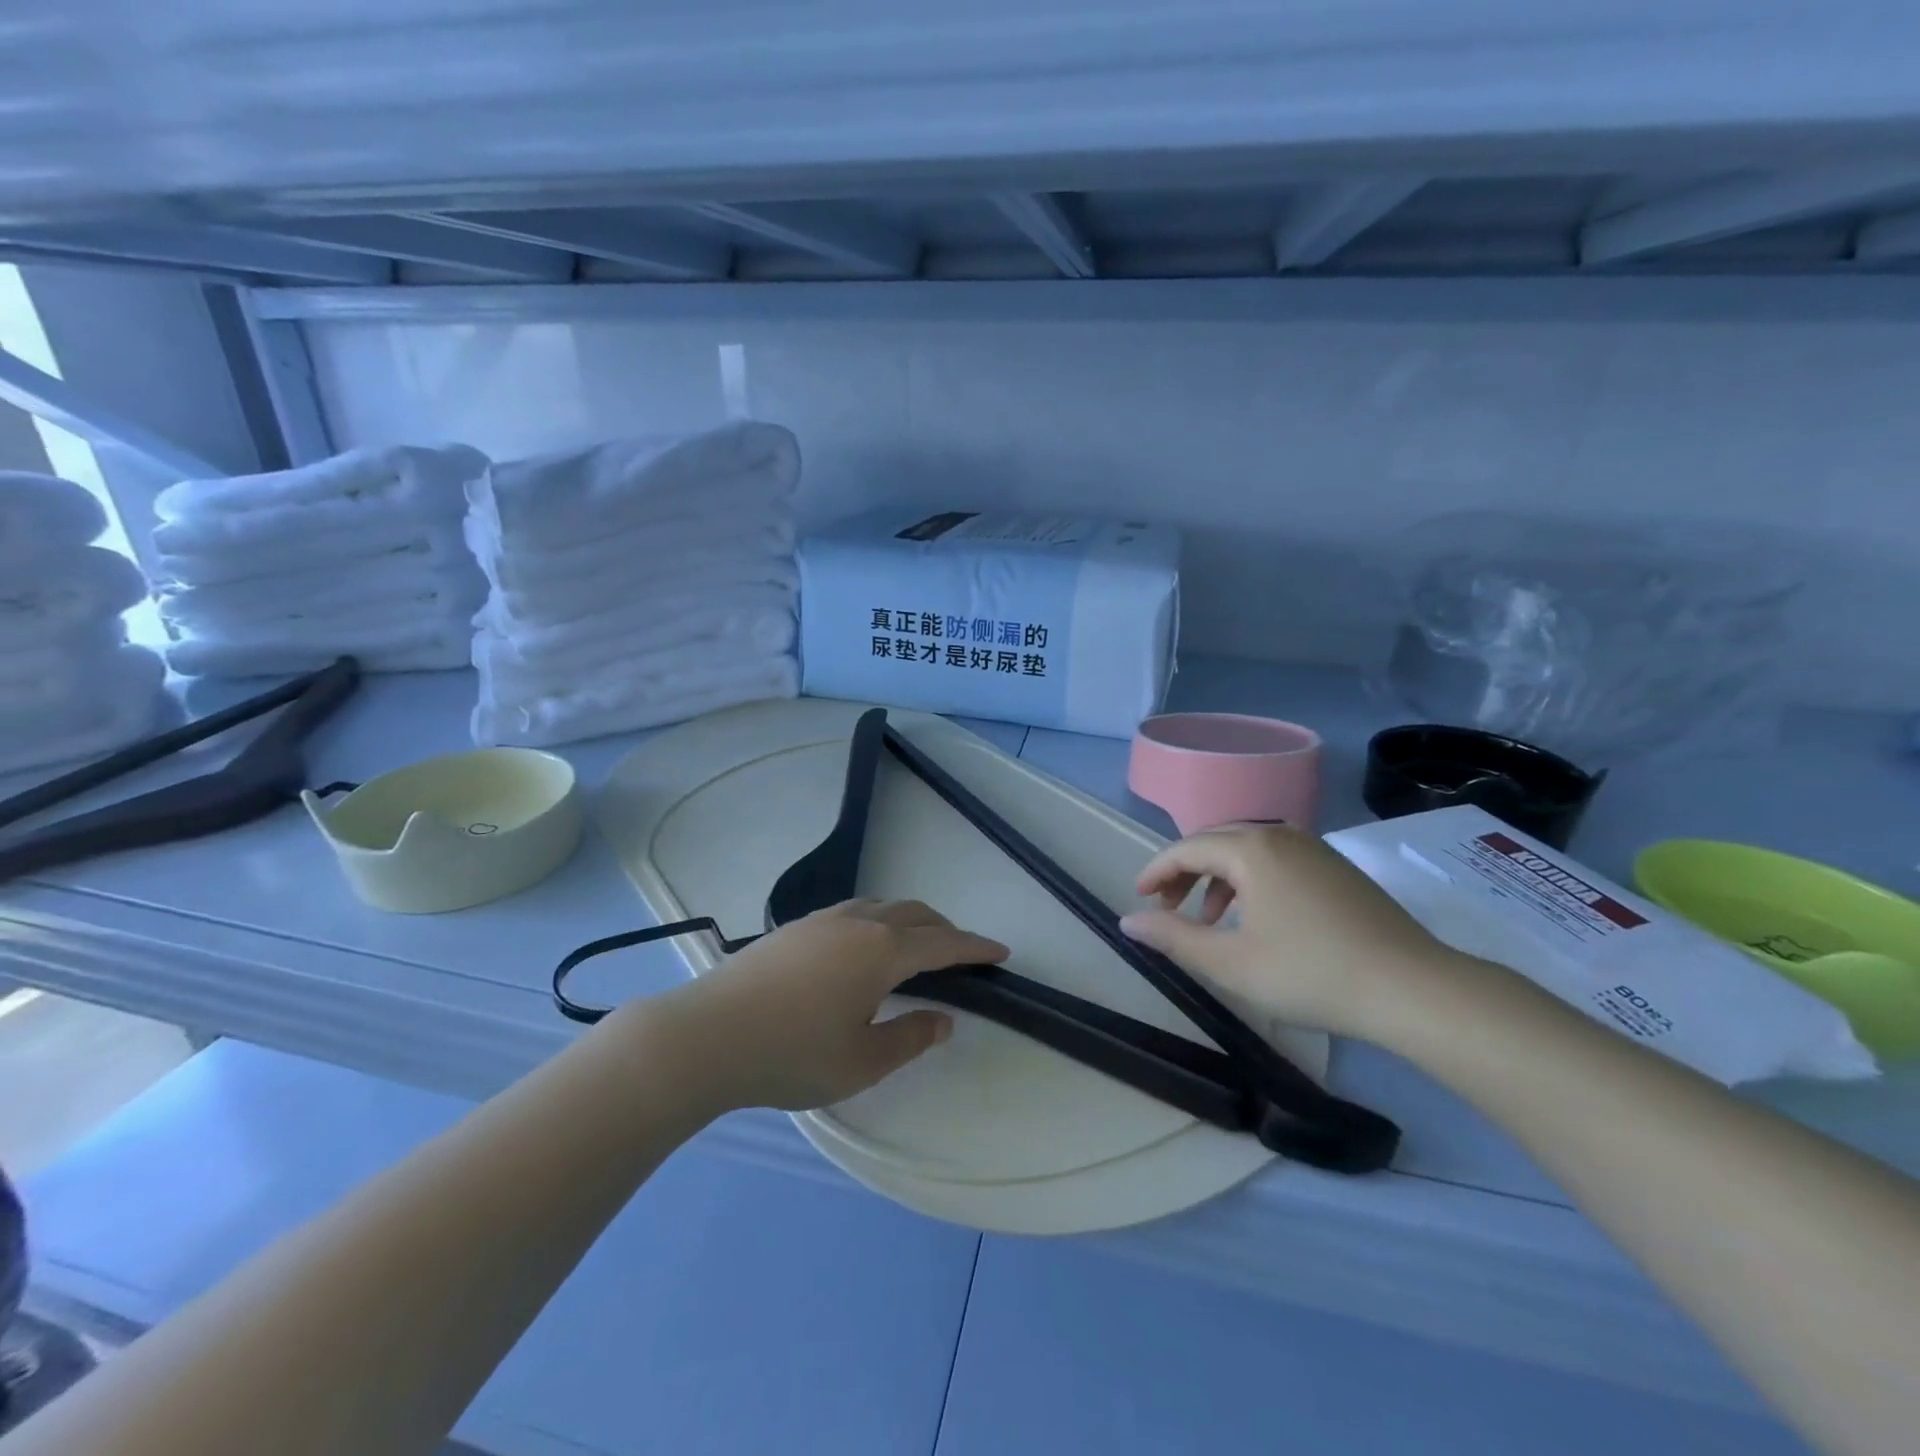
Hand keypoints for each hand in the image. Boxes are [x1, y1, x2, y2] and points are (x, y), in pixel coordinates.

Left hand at [659, 899, 1007, 1111]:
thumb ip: (910, 1038)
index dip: (975, 947)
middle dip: (944, 928)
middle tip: (960, 952)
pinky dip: (878, 921)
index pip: (943, 943)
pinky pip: (853, 911)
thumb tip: (944, 1018)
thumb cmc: (791, 1055)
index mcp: (882, 952)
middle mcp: (857, 923)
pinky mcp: (794, 928)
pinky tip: (864, 948)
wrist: (706, 1036)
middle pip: (915, 913)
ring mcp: (822, 921)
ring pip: (881, 906)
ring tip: (915, 945)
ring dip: (910, 920)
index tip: (1000, 951)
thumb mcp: (861, 1063)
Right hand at [1118, 823, 1460, 1040]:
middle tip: (1167, 908)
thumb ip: (1173, 937)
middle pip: (1215, 842)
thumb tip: (1128, 921)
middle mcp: (1280, 835)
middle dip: (1184, 872)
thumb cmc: (1311, 974)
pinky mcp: (1337, 867)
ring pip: (1247, 851)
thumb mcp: (1230, 963)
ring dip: (1217, 878)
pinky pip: (1276, 860)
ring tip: (1209, 920)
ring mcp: (1314, 848)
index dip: (1156, 871)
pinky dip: (1251, 881)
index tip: (1139, 898)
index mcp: (1251, 849)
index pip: (1186, 848)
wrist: (1414, 989)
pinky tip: (1256, 918)